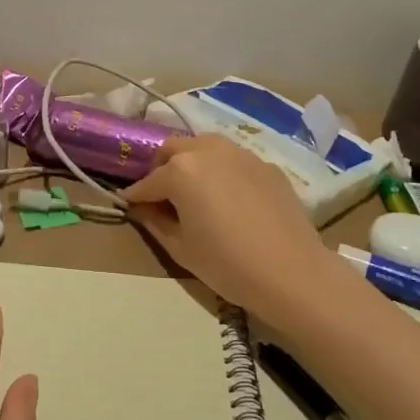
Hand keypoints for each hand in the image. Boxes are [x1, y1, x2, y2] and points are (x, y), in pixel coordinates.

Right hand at [124, 136, 339, 318]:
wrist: (292, 272)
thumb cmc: (227, 264)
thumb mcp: (181, 248)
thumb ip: (155, 222)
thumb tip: (143, 209)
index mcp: (181, 170)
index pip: (148, 181)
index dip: (135, 196)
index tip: (127, 205)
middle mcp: (208, 151)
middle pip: (173, 150)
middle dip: (160, 168)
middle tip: (161, 195)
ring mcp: (240, 154)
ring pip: (204, 146)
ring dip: (191, 162)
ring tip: (194, 191)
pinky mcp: (265, 165)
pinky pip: (233, 160)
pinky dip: (221, 171)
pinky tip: (229, 198)